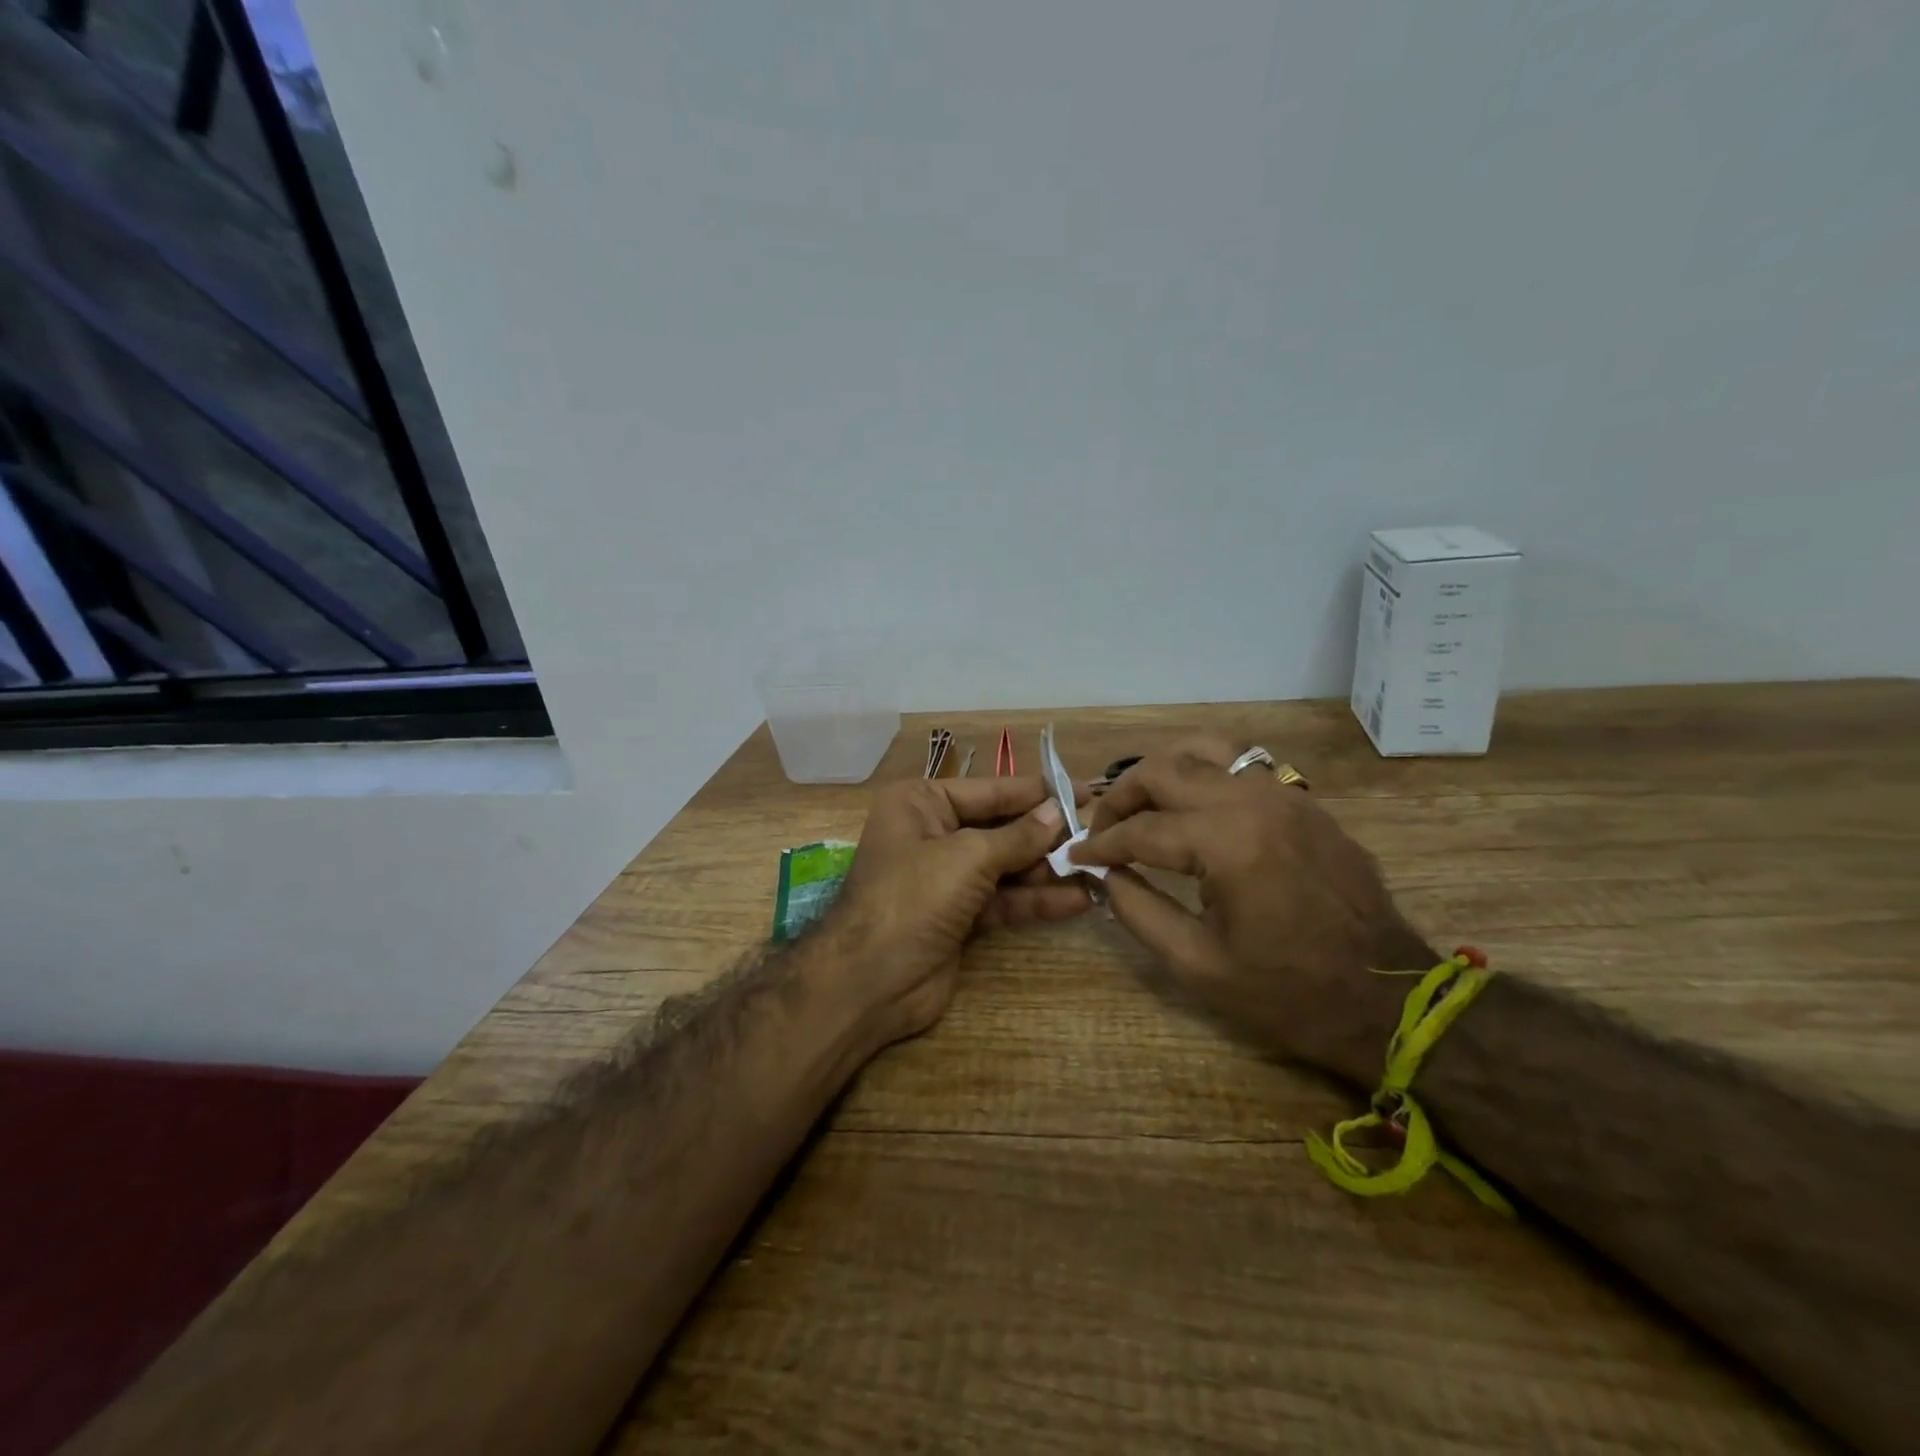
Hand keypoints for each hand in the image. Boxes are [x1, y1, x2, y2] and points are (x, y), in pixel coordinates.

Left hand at [823, 776, 1091, 1053]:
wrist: (870, 981)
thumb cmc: (913, 897)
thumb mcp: (968, 857)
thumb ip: (1018, 837)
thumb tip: (1057, 812)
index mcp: (920, 803)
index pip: (989, 790)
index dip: (1036, 792)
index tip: (1084, 790)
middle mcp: (932, 833)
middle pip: (999, 828)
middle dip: (1045, 835)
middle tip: (1097, 834)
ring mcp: (945, 878)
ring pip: (1005, 866)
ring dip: (1047, 871)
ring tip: (1096, 870)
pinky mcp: (958, 916)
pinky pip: (1003, 900)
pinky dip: (1035, 900)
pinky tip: (1077, 901)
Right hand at [1070, 735, 1435, 1084]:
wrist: (1390, 1001)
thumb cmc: (1288, 994)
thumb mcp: (1197, 966)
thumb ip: (1138, 910)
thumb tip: (1106, 873)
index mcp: (1228, 844)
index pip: (1142, 829)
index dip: (1100, 843)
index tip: (1075, 855)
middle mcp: (1255, 802)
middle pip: (1166, 769)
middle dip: (1121, 795)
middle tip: (1103, 827)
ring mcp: (1286, 796)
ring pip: (1206, 749)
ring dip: (1163, 770)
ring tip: (1143, 803)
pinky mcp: (1305, 803)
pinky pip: (1242, 765)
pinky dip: (1203, 773)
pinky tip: (1192, 807)